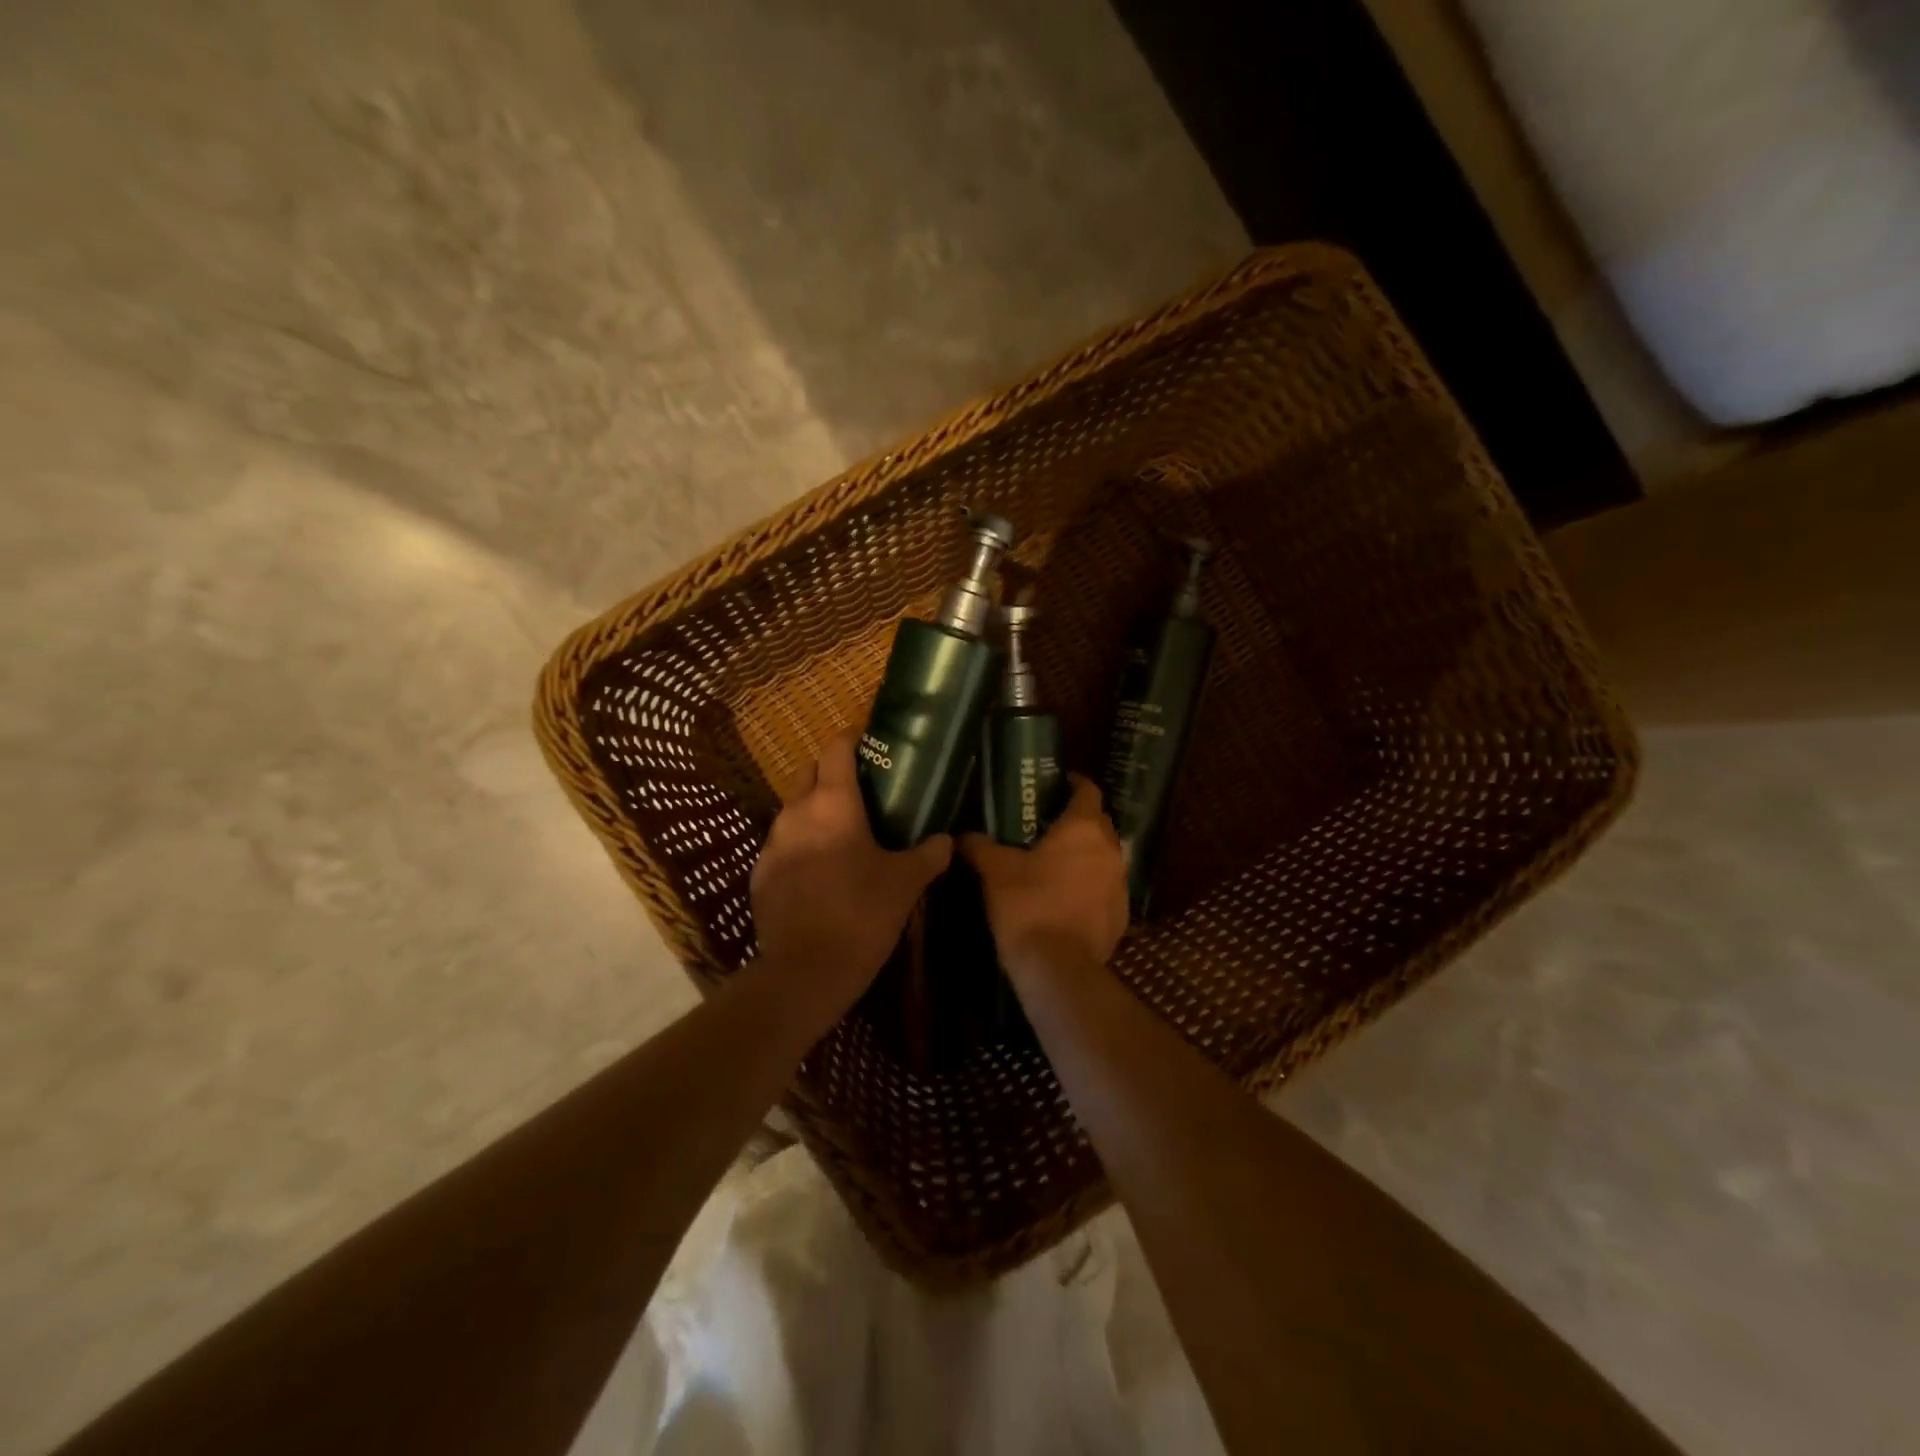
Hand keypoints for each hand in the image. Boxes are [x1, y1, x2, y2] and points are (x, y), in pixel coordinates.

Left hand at [749, 733, 952, 1017]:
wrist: (806, 971)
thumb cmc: (862, 914)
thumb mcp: (906, 883)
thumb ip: (929, 855)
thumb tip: (946, 840)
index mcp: (833, 803)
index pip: (836, 749)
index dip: (852, 739)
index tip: (870, 745)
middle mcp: (795, 813)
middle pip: (808, 772)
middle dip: (830, 773)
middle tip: (861, 792)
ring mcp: (771, 844)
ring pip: (792, 810)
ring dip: (814, 812)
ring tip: (841, 833)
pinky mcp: (759, 874)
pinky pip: (781, 845)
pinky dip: (799, 846)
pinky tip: (818, 872)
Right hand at [960, 775, 1128, 977]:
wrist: (1058, 968)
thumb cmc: (1028, 906)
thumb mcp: (995, 871)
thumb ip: (980, 846)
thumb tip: (963, 836)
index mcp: (1083, 828)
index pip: (1089, 791)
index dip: (1074, 783)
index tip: (1056, 784)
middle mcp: (1110, 849)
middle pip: (1099, 823)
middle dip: (1078, 820)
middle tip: (1048, 825)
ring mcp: (1120, 884)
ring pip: (1105, 857)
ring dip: (1086, 855)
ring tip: (1056, 863)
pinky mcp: (1122, 914)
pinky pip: (1106, 888)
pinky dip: (1091, 886)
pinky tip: (1067, 898)